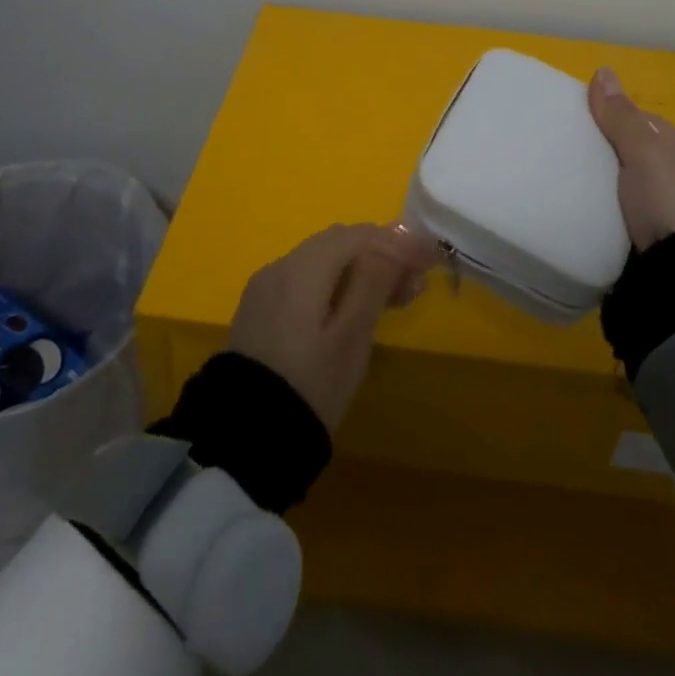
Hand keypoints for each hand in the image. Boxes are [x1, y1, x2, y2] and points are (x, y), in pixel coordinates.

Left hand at [227, 223, 439, 429]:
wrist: (243, 439)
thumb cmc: (311, 385)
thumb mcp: (352, 336)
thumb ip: (374, 282)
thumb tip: (394, 244)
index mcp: (304, 266)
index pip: (359, 235)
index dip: (398, 241)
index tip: (431, 258)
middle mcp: (282, 265)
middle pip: (339, 243)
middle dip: (382, 253)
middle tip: (417, 280)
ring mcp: (267, 287)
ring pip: (323, 261)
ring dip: (361, 270)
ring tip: (396, 297)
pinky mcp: (260, 311)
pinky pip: (306, 281)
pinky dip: (336, 284)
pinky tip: (355, 308)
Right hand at [588, 67, 674, 250]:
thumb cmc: (669, 200)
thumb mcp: (643, 151)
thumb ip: (621, 116)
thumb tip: (603, 70)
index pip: (651, 125)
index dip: (619, 120)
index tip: (587, 125)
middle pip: (644, 157)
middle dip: (615, 155)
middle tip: (580, 157)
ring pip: (639, 188)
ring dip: (616, 186)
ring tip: (583, 186)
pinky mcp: (666, 246)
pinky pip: (636, 216)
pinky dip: (618, 212)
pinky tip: (600, 213)